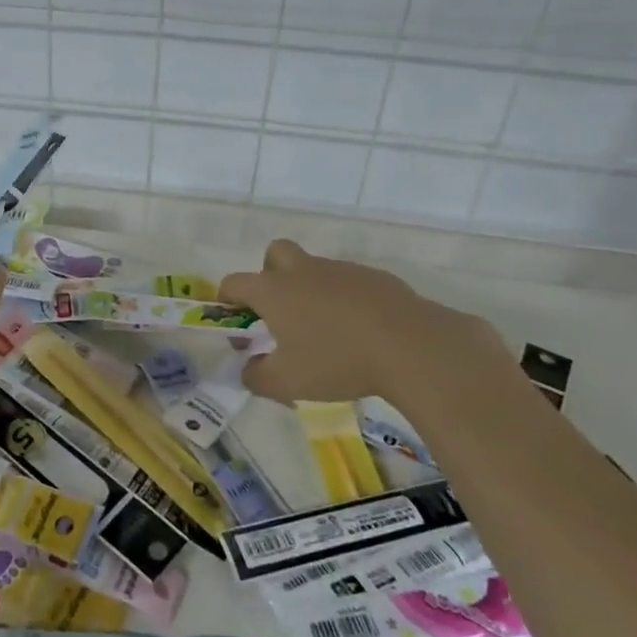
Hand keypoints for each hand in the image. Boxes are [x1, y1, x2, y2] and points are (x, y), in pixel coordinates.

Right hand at [219, 240, 512, 417]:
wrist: (409, 345)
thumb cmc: (336, 360)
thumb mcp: (287, 382)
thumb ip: (258, 377)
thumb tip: (248, 369)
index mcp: (274, 290)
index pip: (234, 282)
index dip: (227, 298)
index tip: (232, 317)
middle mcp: (302, 271)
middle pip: (275, 253)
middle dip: (270, 274)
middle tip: (280, 310)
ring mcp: (340, 270)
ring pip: (315, 269)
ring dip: (311, 291)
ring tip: (326, 331)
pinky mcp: (374, 277)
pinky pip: (349, 283)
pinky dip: (346, 300)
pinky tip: (361, 331)